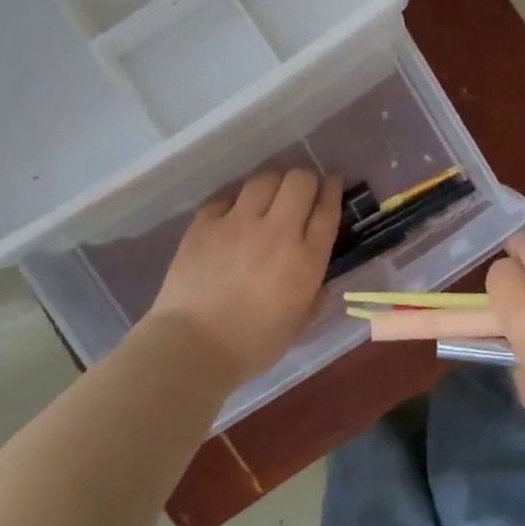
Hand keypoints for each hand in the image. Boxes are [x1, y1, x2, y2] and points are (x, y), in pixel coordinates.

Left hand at [146, 168, 340, 386]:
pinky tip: (235, 211)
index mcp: (306, 260)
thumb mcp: (299, 324)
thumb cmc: (252, 346)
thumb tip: (319, 280)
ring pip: (265, 177)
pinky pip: (227, 195)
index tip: (332, 183)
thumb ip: (315, 295)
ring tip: (270, 193)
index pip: (327, 208)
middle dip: (306, 179)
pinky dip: (236, 198)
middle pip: (300, 180)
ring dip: (274, 181)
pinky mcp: (205, 223)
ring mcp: (238, 223)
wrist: (191, 348)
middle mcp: (277, 232)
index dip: (332, 189)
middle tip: (301, 190)